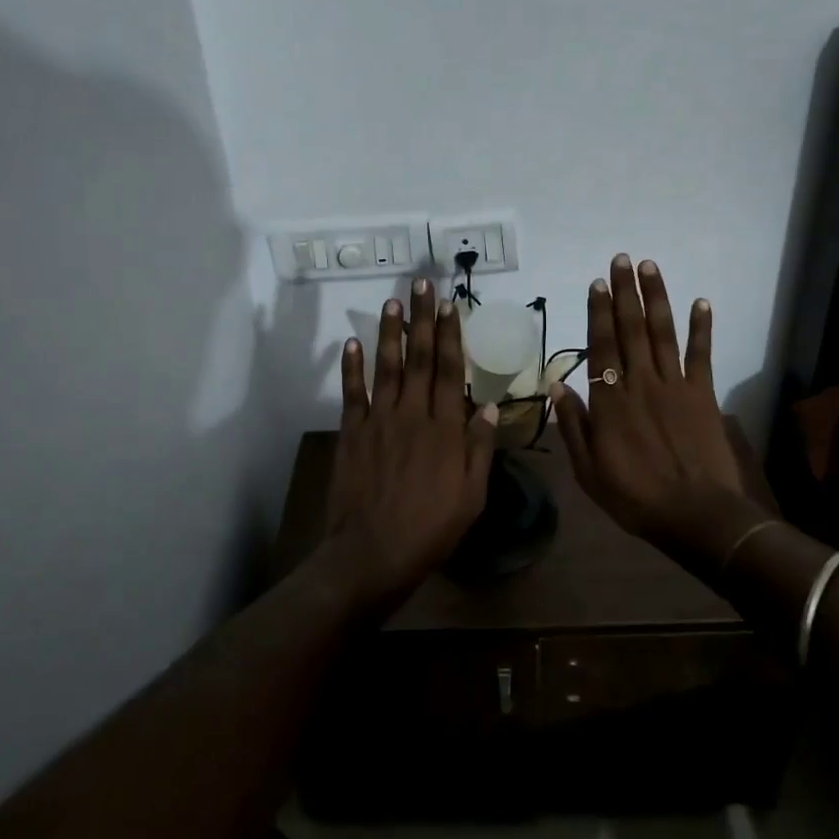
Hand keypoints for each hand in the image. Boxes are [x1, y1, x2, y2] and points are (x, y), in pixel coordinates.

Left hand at [322, 279, 498, 605]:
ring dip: (389, 332)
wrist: (373, 553)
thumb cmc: (430, 529)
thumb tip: (486, 405)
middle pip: (420, 357)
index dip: (450, 334)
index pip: (450, 370)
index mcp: (445, 428)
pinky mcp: (352, 433)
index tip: (449, 305)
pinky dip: (351, 367)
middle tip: (422, 285)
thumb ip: (479, 448)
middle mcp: (412, 414)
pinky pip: (352, 393)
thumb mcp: (471, 496)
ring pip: (386, 367)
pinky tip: (352, 343)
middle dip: (422, 319)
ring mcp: (379, 421)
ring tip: (393, 302)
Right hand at [550, 256, 752, 554]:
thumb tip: (555, 386)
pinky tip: (701, 303)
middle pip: (631, 329)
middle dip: (624, 293)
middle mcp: (640, 383)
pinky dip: (702, 328)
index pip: (601, 346)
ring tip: (650, 267)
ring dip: (656, 298)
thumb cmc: (635, 496)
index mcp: (610, 401)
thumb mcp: (588, 470)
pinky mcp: (703, 395)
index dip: (598, 313)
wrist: (696, 515)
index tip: (596, 283)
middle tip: (621, 260)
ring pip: (663, 333)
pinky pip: (701, 355)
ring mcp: (674, 386)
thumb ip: (572, 425)